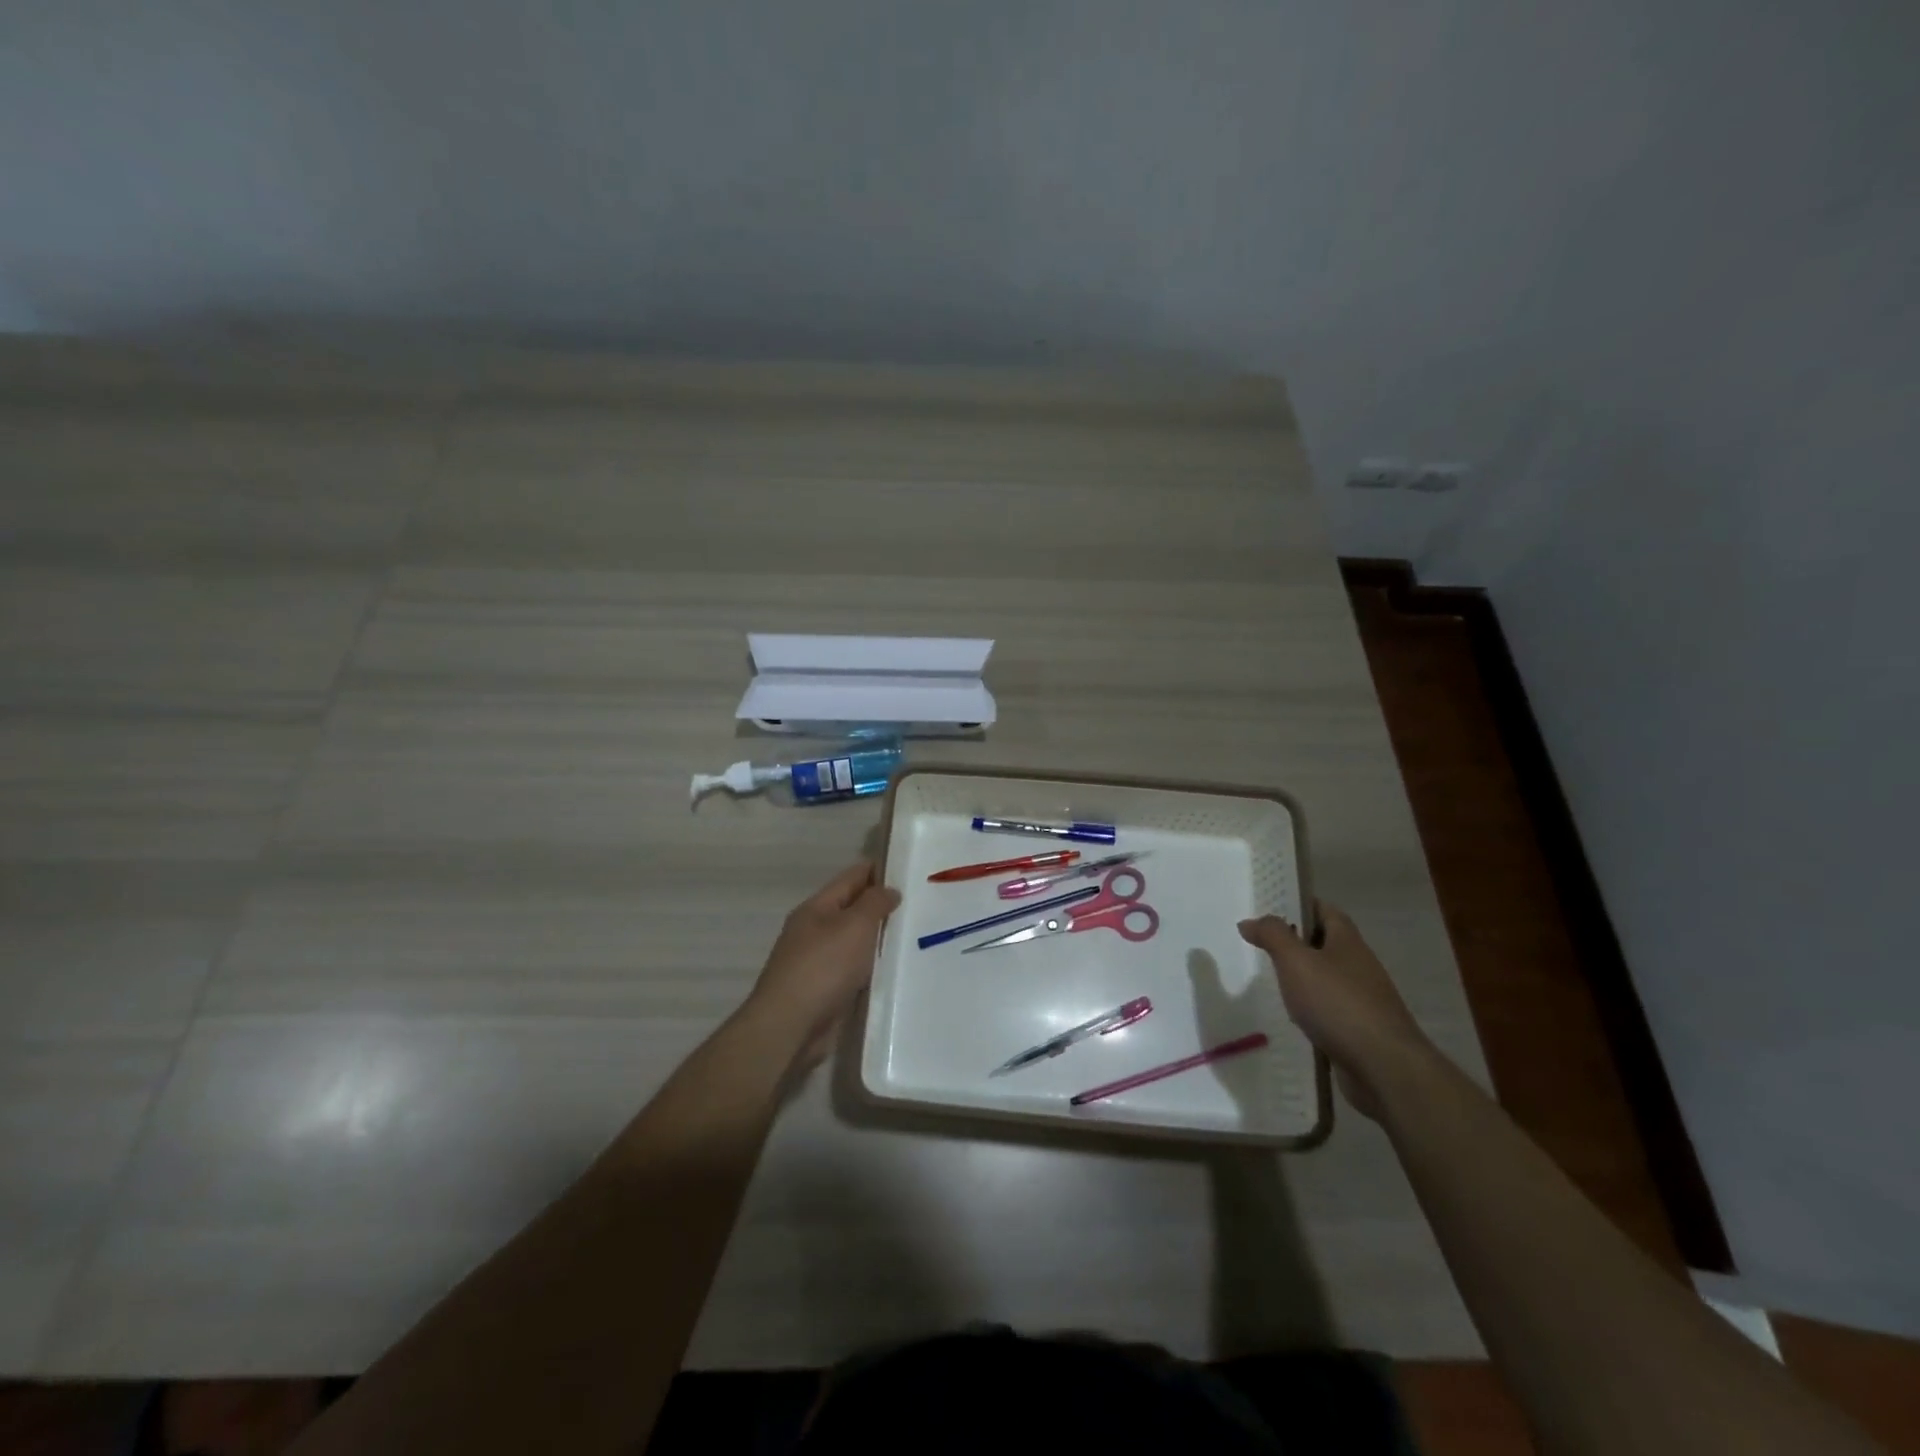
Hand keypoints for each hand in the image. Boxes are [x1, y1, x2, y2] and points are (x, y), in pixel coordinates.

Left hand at [746, 862, 900, 1071]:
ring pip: (857, 942)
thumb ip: (874, 903)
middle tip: (922, 903)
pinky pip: (856, 971)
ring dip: (880, 939)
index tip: (910, 868)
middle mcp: (815, 931)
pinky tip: (898, 970)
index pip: (851, 877)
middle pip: (853, 909)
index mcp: (816, 908)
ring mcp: (819, 963)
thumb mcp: (854, 925)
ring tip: (917, 934)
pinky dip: (874, 968)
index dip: (878, 870)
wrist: (791, 1027)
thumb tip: (889, 890)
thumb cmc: (823, 967)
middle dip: (882, 906)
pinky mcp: (827, 991)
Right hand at [1238, 902, 1434, 1119]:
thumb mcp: (1296, 961)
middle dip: (1297, 942)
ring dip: (1303, 977)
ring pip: (1328, 978)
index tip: (1272, 907)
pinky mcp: (1361, 1030)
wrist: (1385, 1068)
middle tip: (1263, 944)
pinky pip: (1331, 1009)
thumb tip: (1250, 921)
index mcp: (1347, 941)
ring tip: (1272, 980)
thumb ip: (1272, 936)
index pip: (1325, 910)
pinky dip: (1312, 1009)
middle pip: (1326, 943)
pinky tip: (1293, 1018)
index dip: (1300, 904)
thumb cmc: (1338, 1003)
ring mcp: (1364, 999)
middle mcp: (1359, 965)